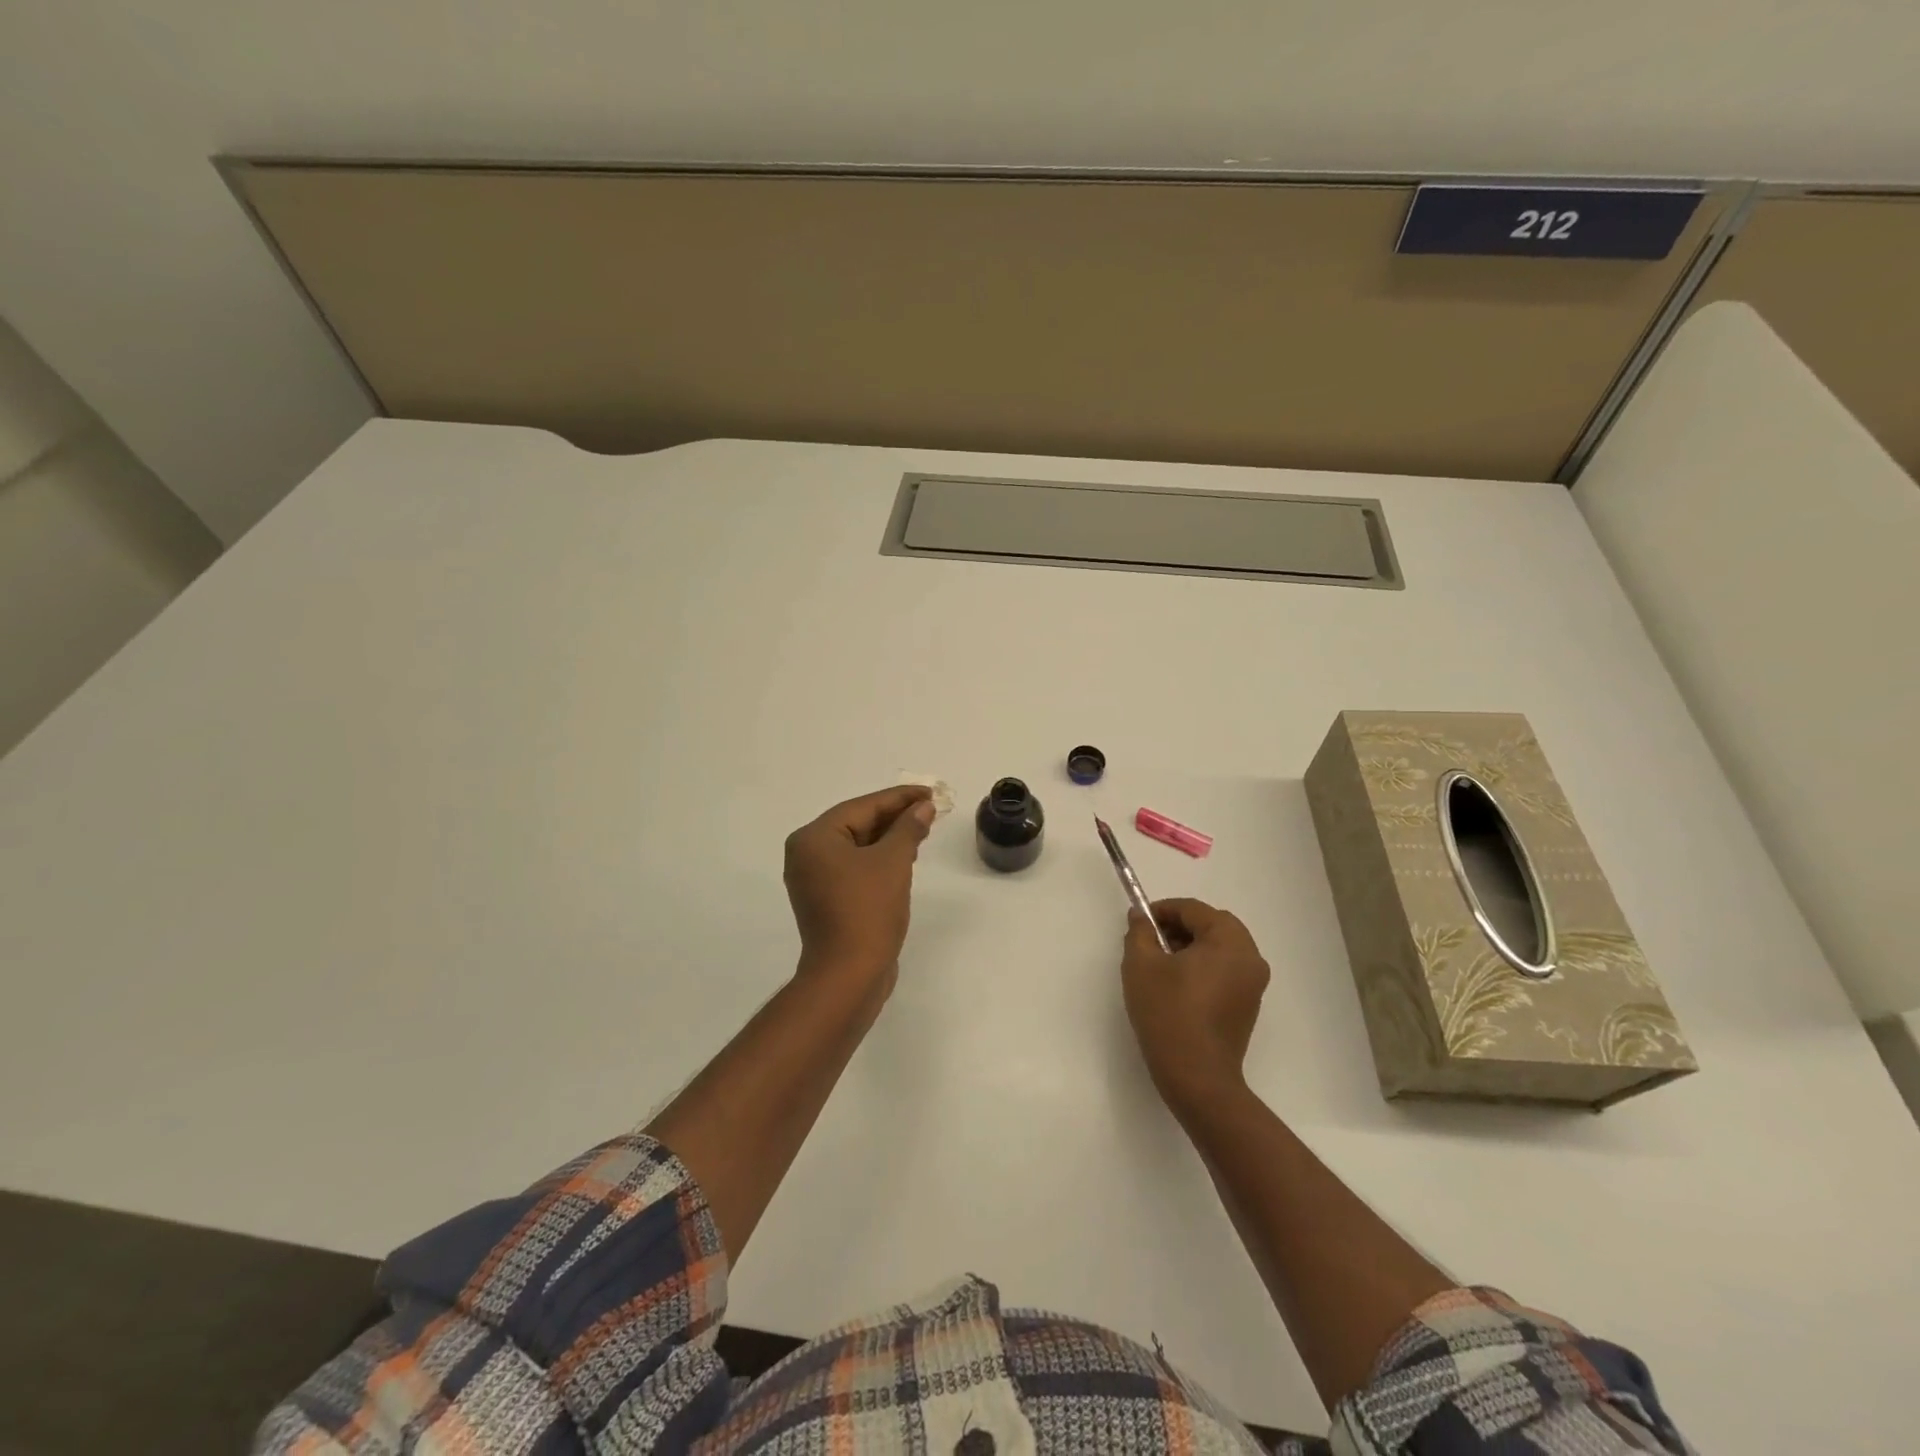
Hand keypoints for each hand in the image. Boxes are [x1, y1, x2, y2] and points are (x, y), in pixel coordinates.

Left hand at [783, 785, 935, 988]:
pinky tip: (905, 856)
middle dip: (895, 817)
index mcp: (813, 838)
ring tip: (923, 829)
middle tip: (930, 808)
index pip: (862, 806)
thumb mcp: (893, 862)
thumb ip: (908, 828)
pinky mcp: (827, 901)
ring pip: (857, 847)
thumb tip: (923, 808)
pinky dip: (879, 860)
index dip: (899, 798)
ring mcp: (814, 880)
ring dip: (890, 838)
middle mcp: (807, 855)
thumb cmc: (868, 910)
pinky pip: (855, 868)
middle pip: (857, 824)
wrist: (849, 975)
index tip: (929, 792)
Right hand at [1121, 897, 1270, 1114]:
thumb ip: (1140, 933)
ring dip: (1192, 946)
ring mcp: (1254, 984)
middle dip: (1179, 927)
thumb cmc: (1168, 1013)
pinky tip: (1177, 985)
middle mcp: (1250, 957)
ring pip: (1220, 948)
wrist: (1197, 1077)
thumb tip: (1140, 917)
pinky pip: (1226, 970)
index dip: (1163, 910)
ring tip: (1160, 965)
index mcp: (1229, 941)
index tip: (1139, 923)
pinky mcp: (1249, 1005)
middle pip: (1213, 925)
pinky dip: (1204, 967)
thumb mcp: (1141, 965)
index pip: (1194, 909)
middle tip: (1150, 942)